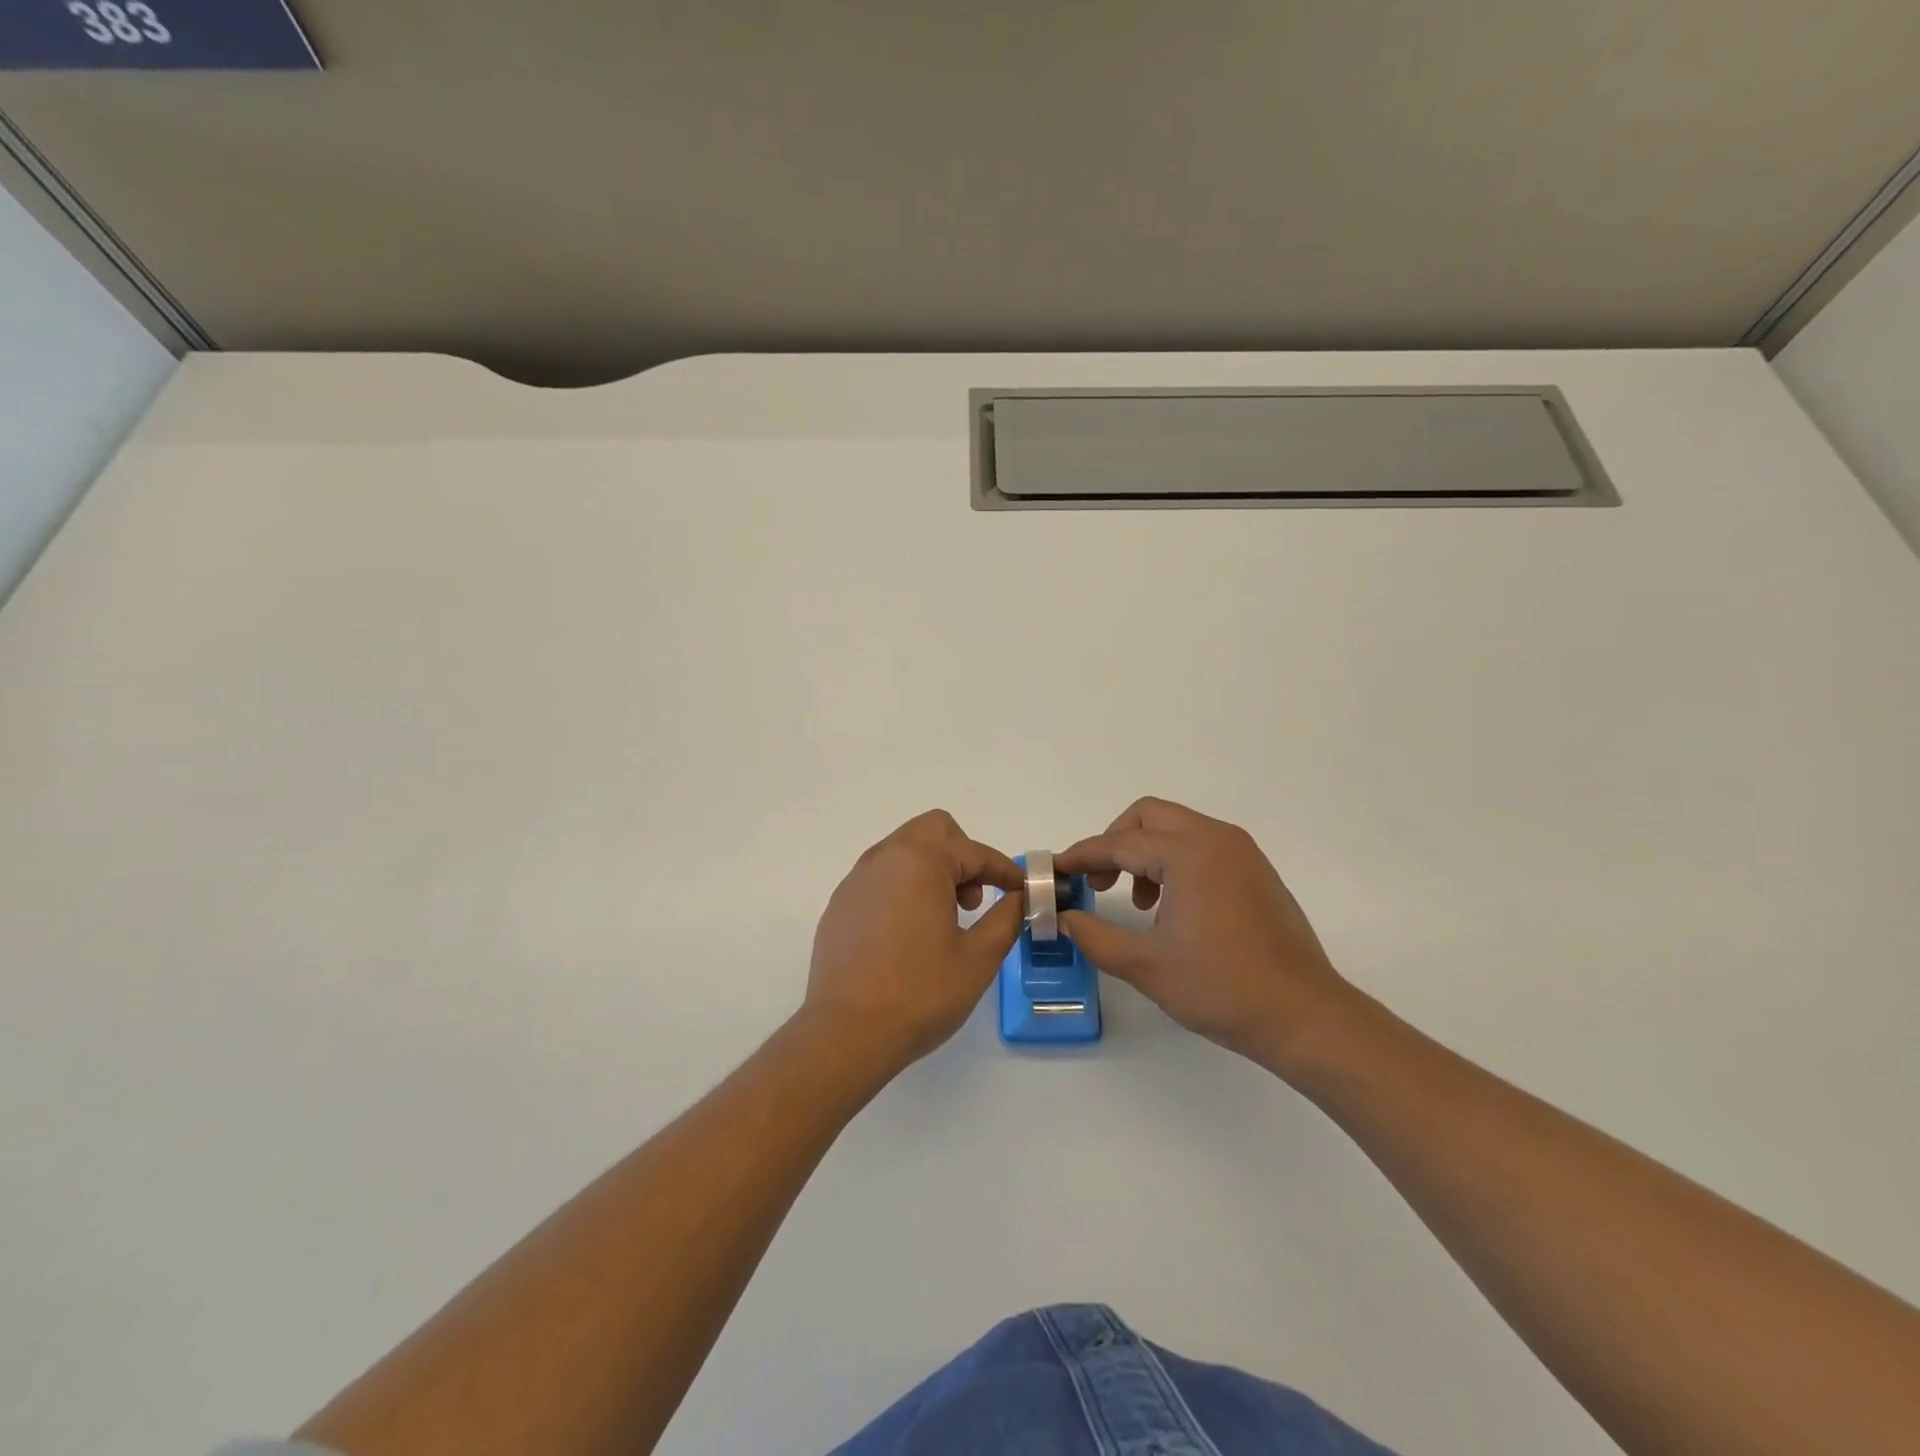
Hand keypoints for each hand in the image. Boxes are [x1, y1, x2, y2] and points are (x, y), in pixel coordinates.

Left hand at [803, 810, 1026, 1077]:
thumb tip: (1020, 898)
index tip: (1021, 891)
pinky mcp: (840, 904)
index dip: (1004, 870)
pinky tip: (908, 934)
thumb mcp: (978, 958)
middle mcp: (885, 858)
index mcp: (921, 861)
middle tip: (973, 901)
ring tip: (944, 919)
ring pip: (904, 850)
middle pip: (934, 830)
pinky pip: (881, 877)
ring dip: (933, 869)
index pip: (974, 852)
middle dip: (963, 856)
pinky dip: (904, 888)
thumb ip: (1006, 918)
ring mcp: (857, 879)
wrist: (845, 1034)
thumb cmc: (920, 993)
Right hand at [1056, 798, 1354, 1069]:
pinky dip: (1174, 862)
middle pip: (1149, 817)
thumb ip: (1095, 936)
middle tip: (1098, 882)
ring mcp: (1242, 853)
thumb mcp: (1145, 965)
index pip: (1120, 843)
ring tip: (1138, 903)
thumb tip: (1065, 918)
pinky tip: (1172, 908)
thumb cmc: (1221, 988)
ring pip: (1177, 828)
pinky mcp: (1256, 871)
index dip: (1082, 856)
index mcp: (1189, 853)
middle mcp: (1217, 839)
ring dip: (1145, 853)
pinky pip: (1202, 846)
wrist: (1304, 1016)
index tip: (1055, 871)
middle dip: (1115, 842)